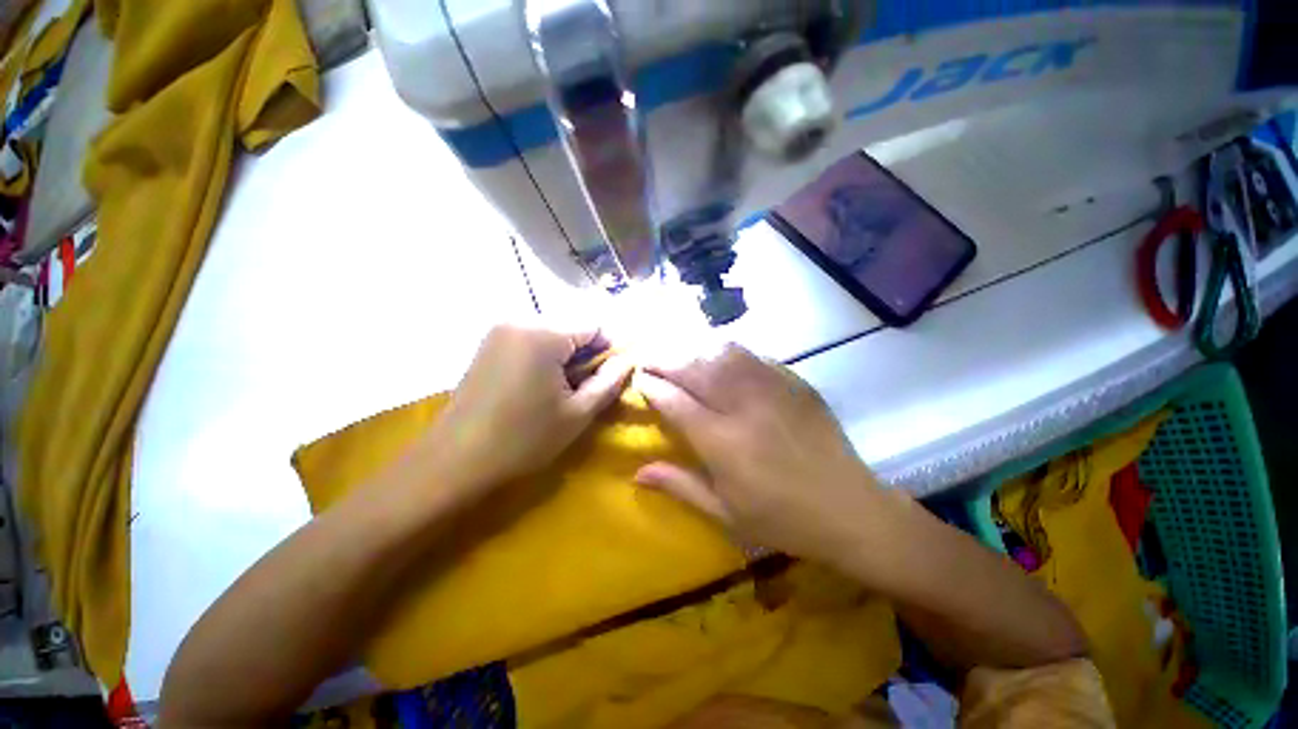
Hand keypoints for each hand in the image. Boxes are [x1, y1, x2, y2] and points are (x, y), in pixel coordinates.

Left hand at [424, 324, 632, 496]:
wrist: (455, 461)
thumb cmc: (523, 439)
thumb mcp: (578, 413)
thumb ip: (609, 382)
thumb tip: (629, 361)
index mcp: (543, 333)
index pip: (595, 324)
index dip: (610, 348)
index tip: (611, 376)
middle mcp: (520, 319)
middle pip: (572, 326)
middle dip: (586, 353)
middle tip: (585, 387)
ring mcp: (500, 330)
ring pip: (553, 333)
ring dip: (566, 356)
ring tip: (563, 390)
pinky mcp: (489, 343)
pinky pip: (531, 339)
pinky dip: (545, 357)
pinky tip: (540, 386)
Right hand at [635, 344, 886, 563]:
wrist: (849, 509)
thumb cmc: (781, 518)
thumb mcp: (724, 512)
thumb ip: (679, 485)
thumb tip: (637, 472)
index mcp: (723, 443)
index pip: (675, 403)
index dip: (652, 387)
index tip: (639, 379)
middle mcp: (743, 407)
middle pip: (694, 369)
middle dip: (665, 360)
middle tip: (649, 359)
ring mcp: (771, 389)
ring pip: (722, 353)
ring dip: (693, 349)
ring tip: (678, 353)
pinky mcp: (793, 381)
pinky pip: (752, 355)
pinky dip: (726, 350)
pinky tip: (717, 354)